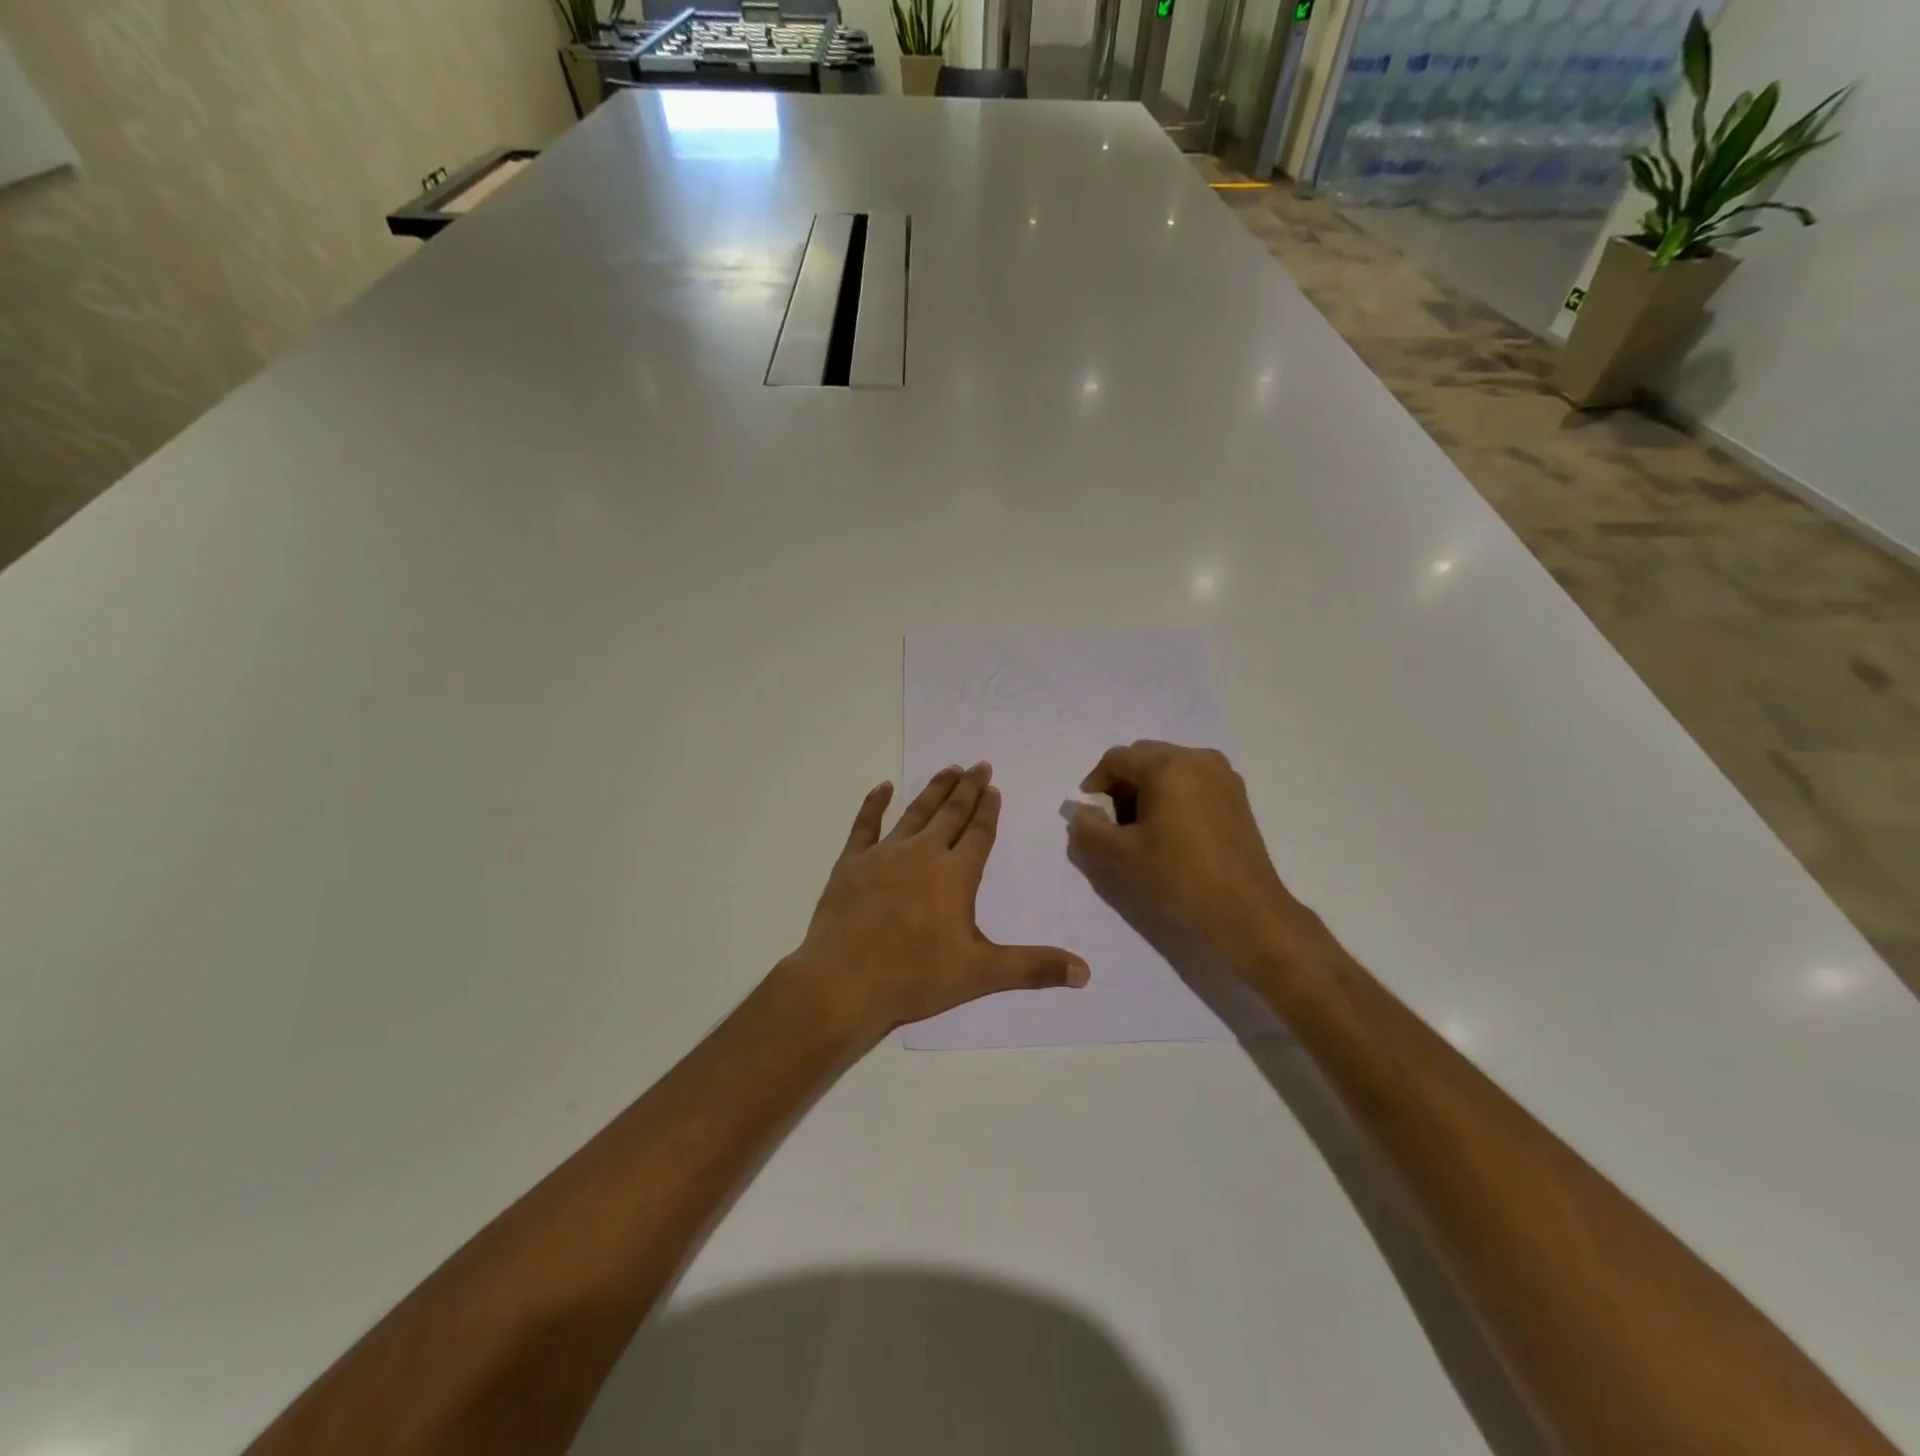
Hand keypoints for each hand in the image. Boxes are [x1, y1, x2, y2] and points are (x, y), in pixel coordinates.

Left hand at [787, 763, 1089, 1043]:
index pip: (979, 834)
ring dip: (934, 789)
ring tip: (948, 769)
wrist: (844, 982)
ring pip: (915, 812)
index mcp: (955, 875)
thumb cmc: (915, 976)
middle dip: (968, 789)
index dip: (988, 811)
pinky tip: (883, 786)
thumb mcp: (981, 973)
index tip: (994, 788)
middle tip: (979, 765)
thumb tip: (1086, 972)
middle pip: (951, 813)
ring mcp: (884, 854)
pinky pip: (865, 824)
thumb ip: (1033, 967)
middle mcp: (923, 853)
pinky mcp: (851, 862)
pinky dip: (874, 803)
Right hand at [1066, 741, 1315, 963]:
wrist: (1245, 911)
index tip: (1089, 816)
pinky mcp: (1237, 796)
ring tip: (1140, 829)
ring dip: (1147, 790)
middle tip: (1113, 823)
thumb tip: (1082, 815)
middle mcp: (1197, 758)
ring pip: (1169, 769)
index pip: (1116, 759)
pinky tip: (1170, 831)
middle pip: (1144, 758)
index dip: (1094, 784)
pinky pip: (1192, 782)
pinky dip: (1172, 796)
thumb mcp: (1120, 855)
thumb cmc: (1178, 876)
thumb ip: (1088, 830)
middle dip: (1121, 785)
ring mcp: (1222, 775)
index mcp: (1167, 765)